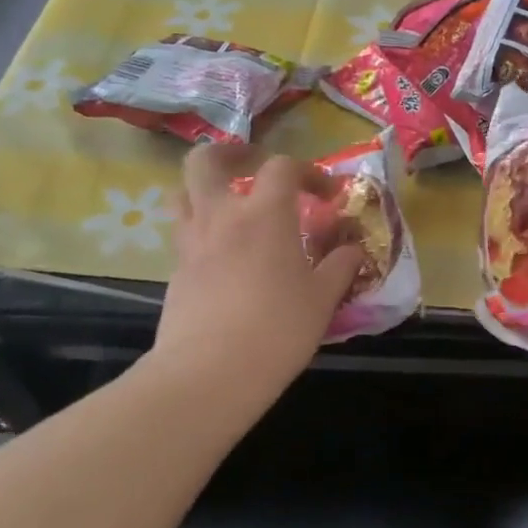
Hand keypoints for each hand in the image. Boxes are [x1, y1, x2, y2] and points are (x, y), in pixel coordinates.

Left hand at [153, 146, 362, 399]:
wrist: (210, 373)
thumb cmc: (277, 329)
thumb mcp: (323, 298)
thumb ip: (340, 265)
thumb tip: (352, 249)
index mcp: (264, 214)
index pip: (282, 167)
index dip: (308, 172)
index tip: (327, 195)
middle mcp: (221, 217)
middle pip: (206, 161)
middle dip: (229, 154)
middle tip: (251, 167)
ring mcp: (191, 243)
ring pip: (183, 194)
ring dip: (207, 189)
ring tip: (232, 207)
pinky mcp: (175, 273)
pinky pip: (185, 235)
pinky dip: (203, 231)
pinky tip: (225, 259)